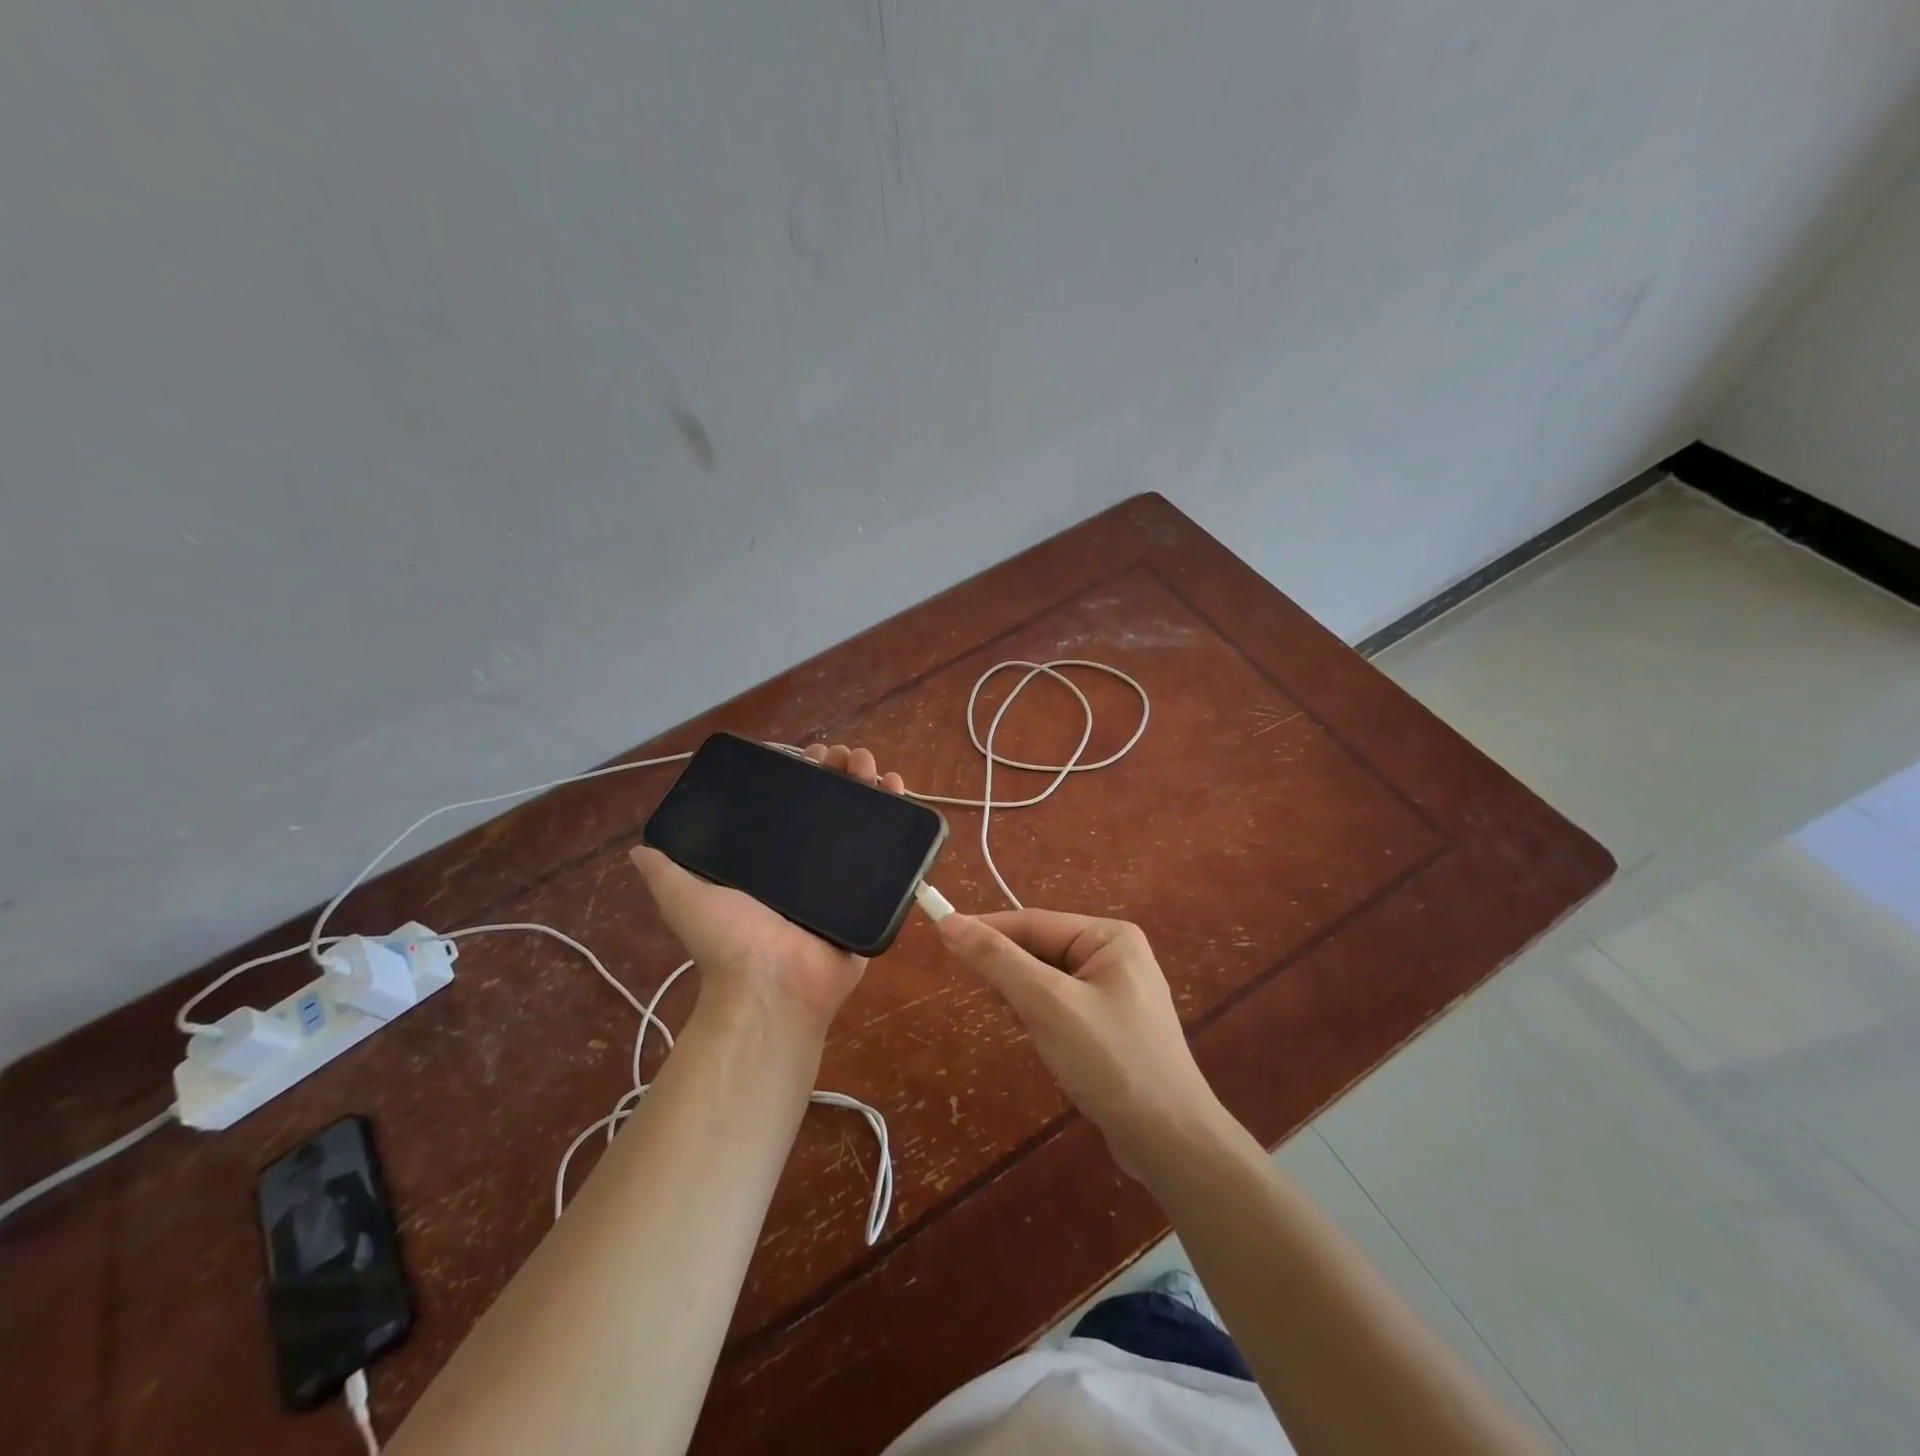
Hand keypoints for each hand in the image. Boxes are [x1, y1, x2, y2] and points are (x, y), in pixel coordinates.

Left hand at [628, 744, 905, 1034]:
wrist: (773, 986)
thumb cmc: (730, 940)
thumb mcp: (684, 898)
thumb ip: (666, 871)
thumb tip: (640, 847)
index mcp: (772, 859)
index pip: (792, 803)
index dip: (804, 775)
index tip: (813, 754)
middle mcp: (809, 864)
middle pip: (832, 805)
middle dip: (842, 773)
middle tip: (850, 757)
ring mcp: (844, 878)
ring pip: (864, 821)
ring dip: (872, 786)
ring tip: (875, 768)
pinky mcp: (872, 894)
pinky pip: (892, 855)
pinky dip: (901, 820)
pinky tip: (901, 793)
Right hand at [934, 910, 1227, 1179]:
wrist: (1170, 1142)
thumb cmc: (1110, 1062)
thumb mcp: (1047, 1005)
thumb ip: (998, 961)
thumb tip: (949, 922)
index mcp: (1109, 937)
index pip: (1033, 922)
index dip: (986, 930)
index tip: (941, 936)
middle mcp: (1115, 955)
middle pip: (1040, 949)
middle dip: (1013, 976)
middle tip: (997, 1004)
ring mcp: (1116, 992)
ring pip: (1047, 980)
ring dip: (1027, 1001)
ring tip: (1033, 1033)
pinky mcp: (1111, 1026)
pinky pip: (1061, 1006)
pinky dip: (1043, 1020)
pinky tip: (1047, 1047)